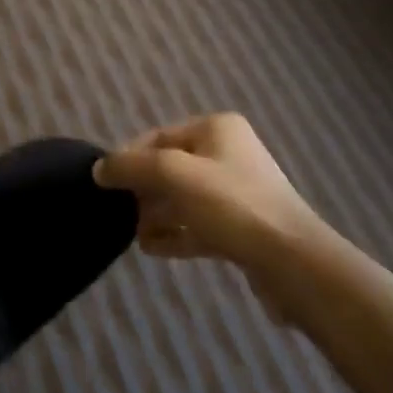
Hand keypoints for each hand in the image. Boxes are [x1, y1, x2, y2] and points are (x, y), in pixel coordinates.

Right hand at [94, 115, 321, 304]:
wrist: (294, 264)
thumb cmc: (232, 204)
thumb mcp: (173, 174)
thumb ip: (131, 167)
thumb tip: (98, 169)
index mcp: (216, 129)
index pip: (158, 136)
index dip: (129, 157)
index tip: (106, 182)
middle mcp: (228, 154)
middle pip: (170, 167)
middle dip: (143, 189)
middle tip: (119, 211)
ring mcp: (238, 193)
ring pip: (184, 198)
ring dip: (156, 214)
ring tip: (131, 233)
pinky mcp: (243, 230)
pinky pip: (198, 225)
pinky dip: (174, 233)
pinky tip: (150, 248)